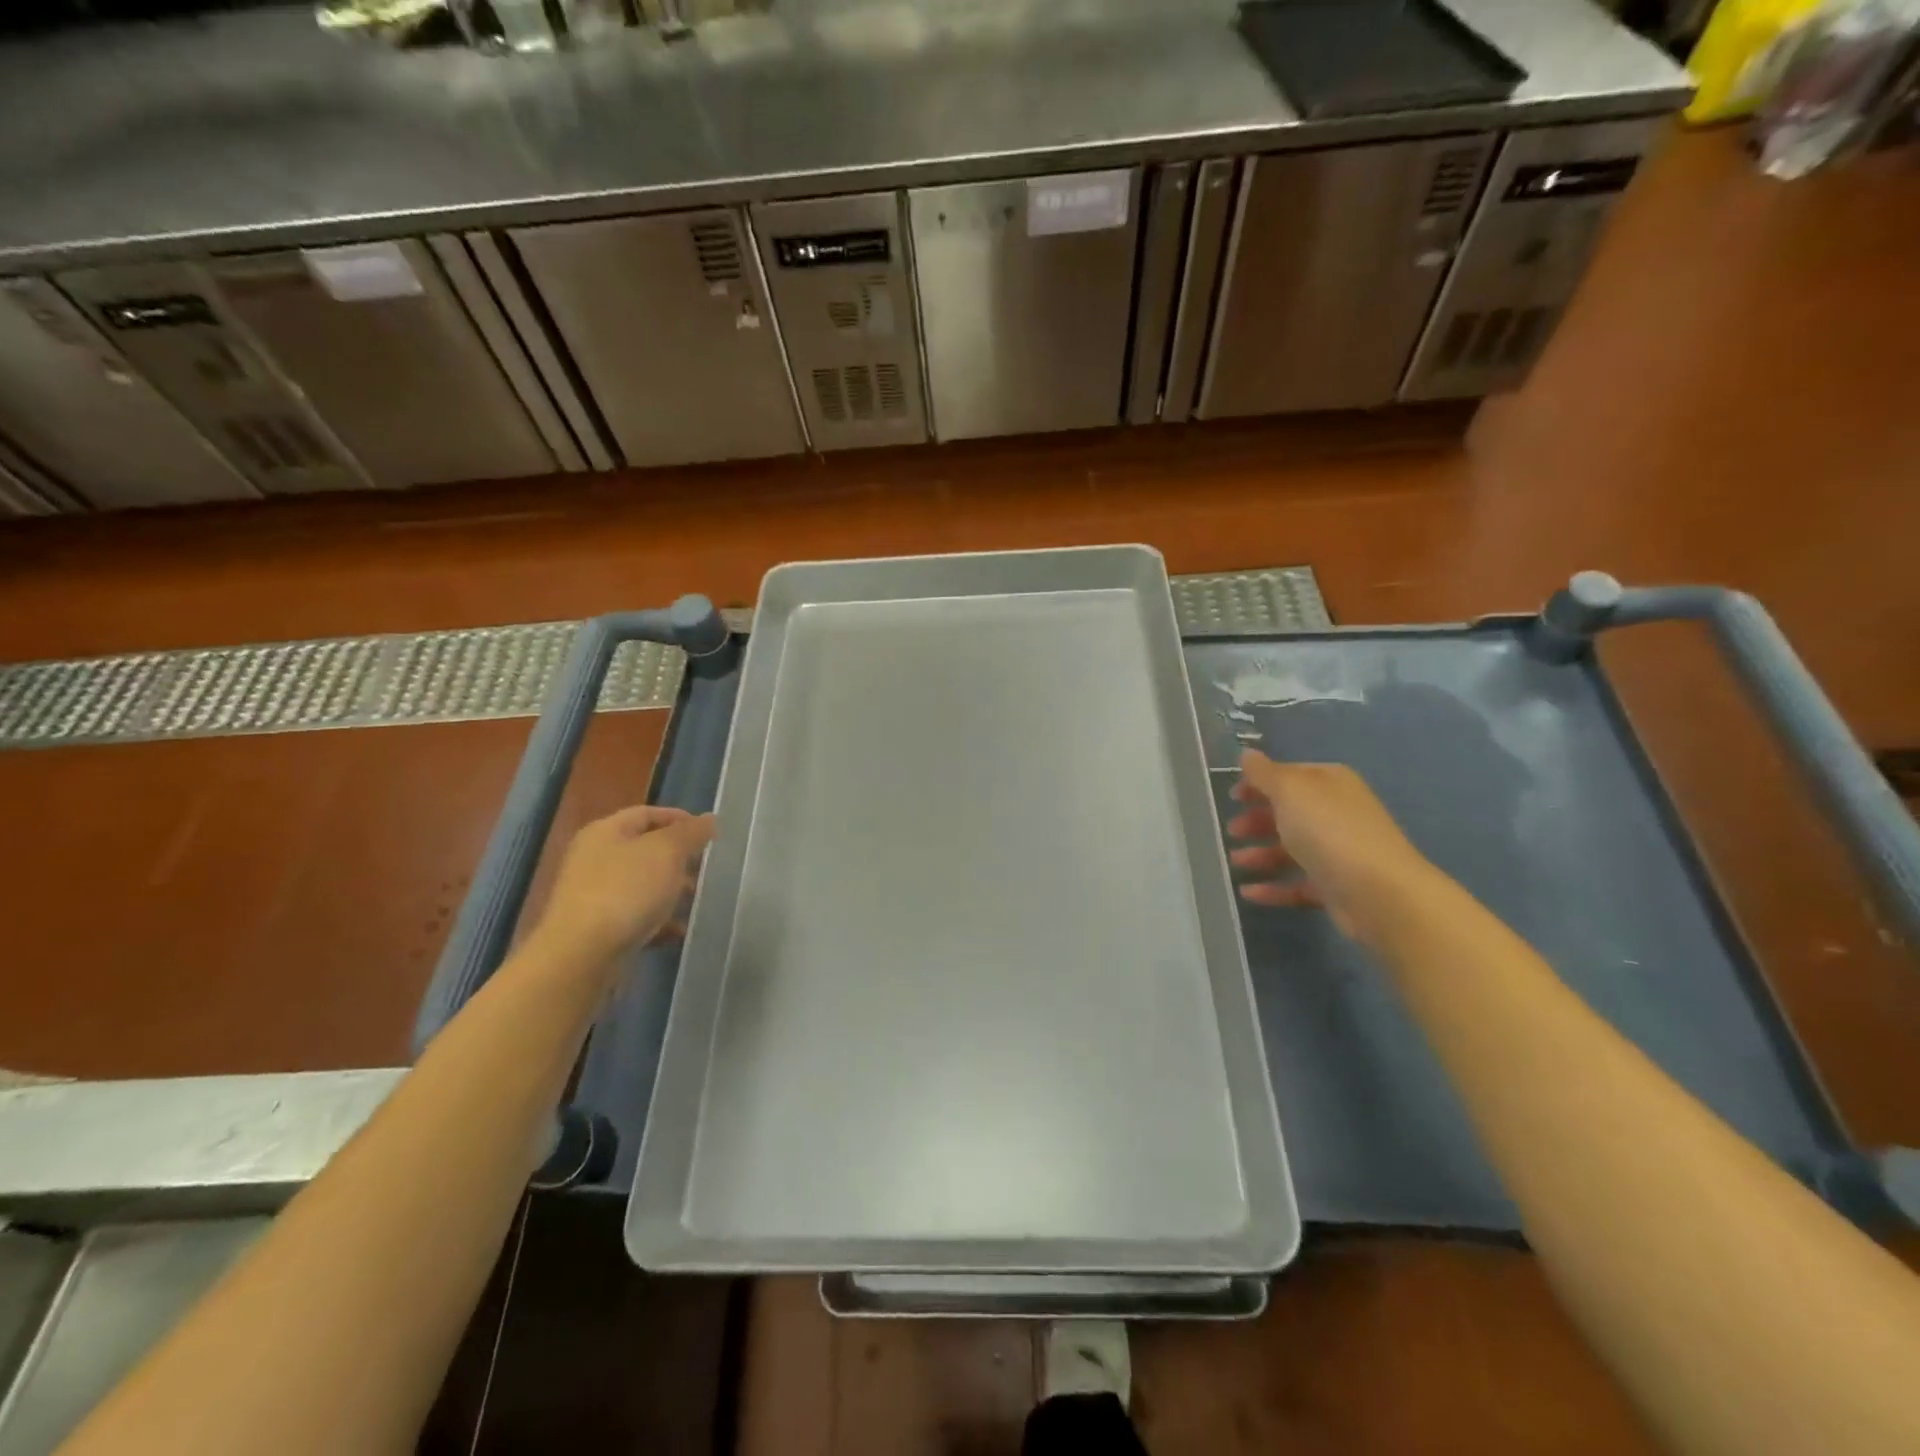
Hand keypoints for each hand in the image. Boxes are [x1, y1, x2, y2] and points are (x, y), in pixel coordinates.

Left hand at [528, 805, 715, 966]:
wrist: (582, 955)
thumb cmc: (626, 890)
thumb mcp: (667, 852)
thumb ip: (691, 832)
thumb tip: (709, 819)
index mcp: (606, 831)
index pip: (648, 814)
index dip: (680, 819)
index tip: (710, 835)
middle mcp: (595, 858)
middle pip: (645, 849)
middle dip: (679, 858)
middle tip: (706, 868)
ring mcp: (593, 894)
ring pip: (642, 884)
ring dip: (671, 891)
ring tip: (696, 901)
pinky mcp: (597, 928)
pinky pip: (635, 916)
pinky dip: (658, 921)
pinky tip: (678, 931)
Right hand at [1227, 749, 1433, 941]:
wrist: (1380, 893)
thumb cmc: (1329, 831)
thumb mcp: (1290, 790)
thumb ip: (1264, 773)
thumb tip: (1246, 754)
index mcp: (1330, 783)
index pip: (1289, 775)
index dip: (1259, 783)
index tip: (1232, 797)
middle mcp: (1336, 813)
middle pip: (1289, 813)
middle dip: (1257, 820)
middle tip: (1232, 831)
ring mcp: (1338, 852)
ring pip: (1291, 849)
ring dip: (1260, 854)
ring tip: (1235, 862)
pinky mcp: (1336, 887)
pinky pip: (1297, 884)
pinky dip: (1272, 887)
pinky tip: (1248, 892)